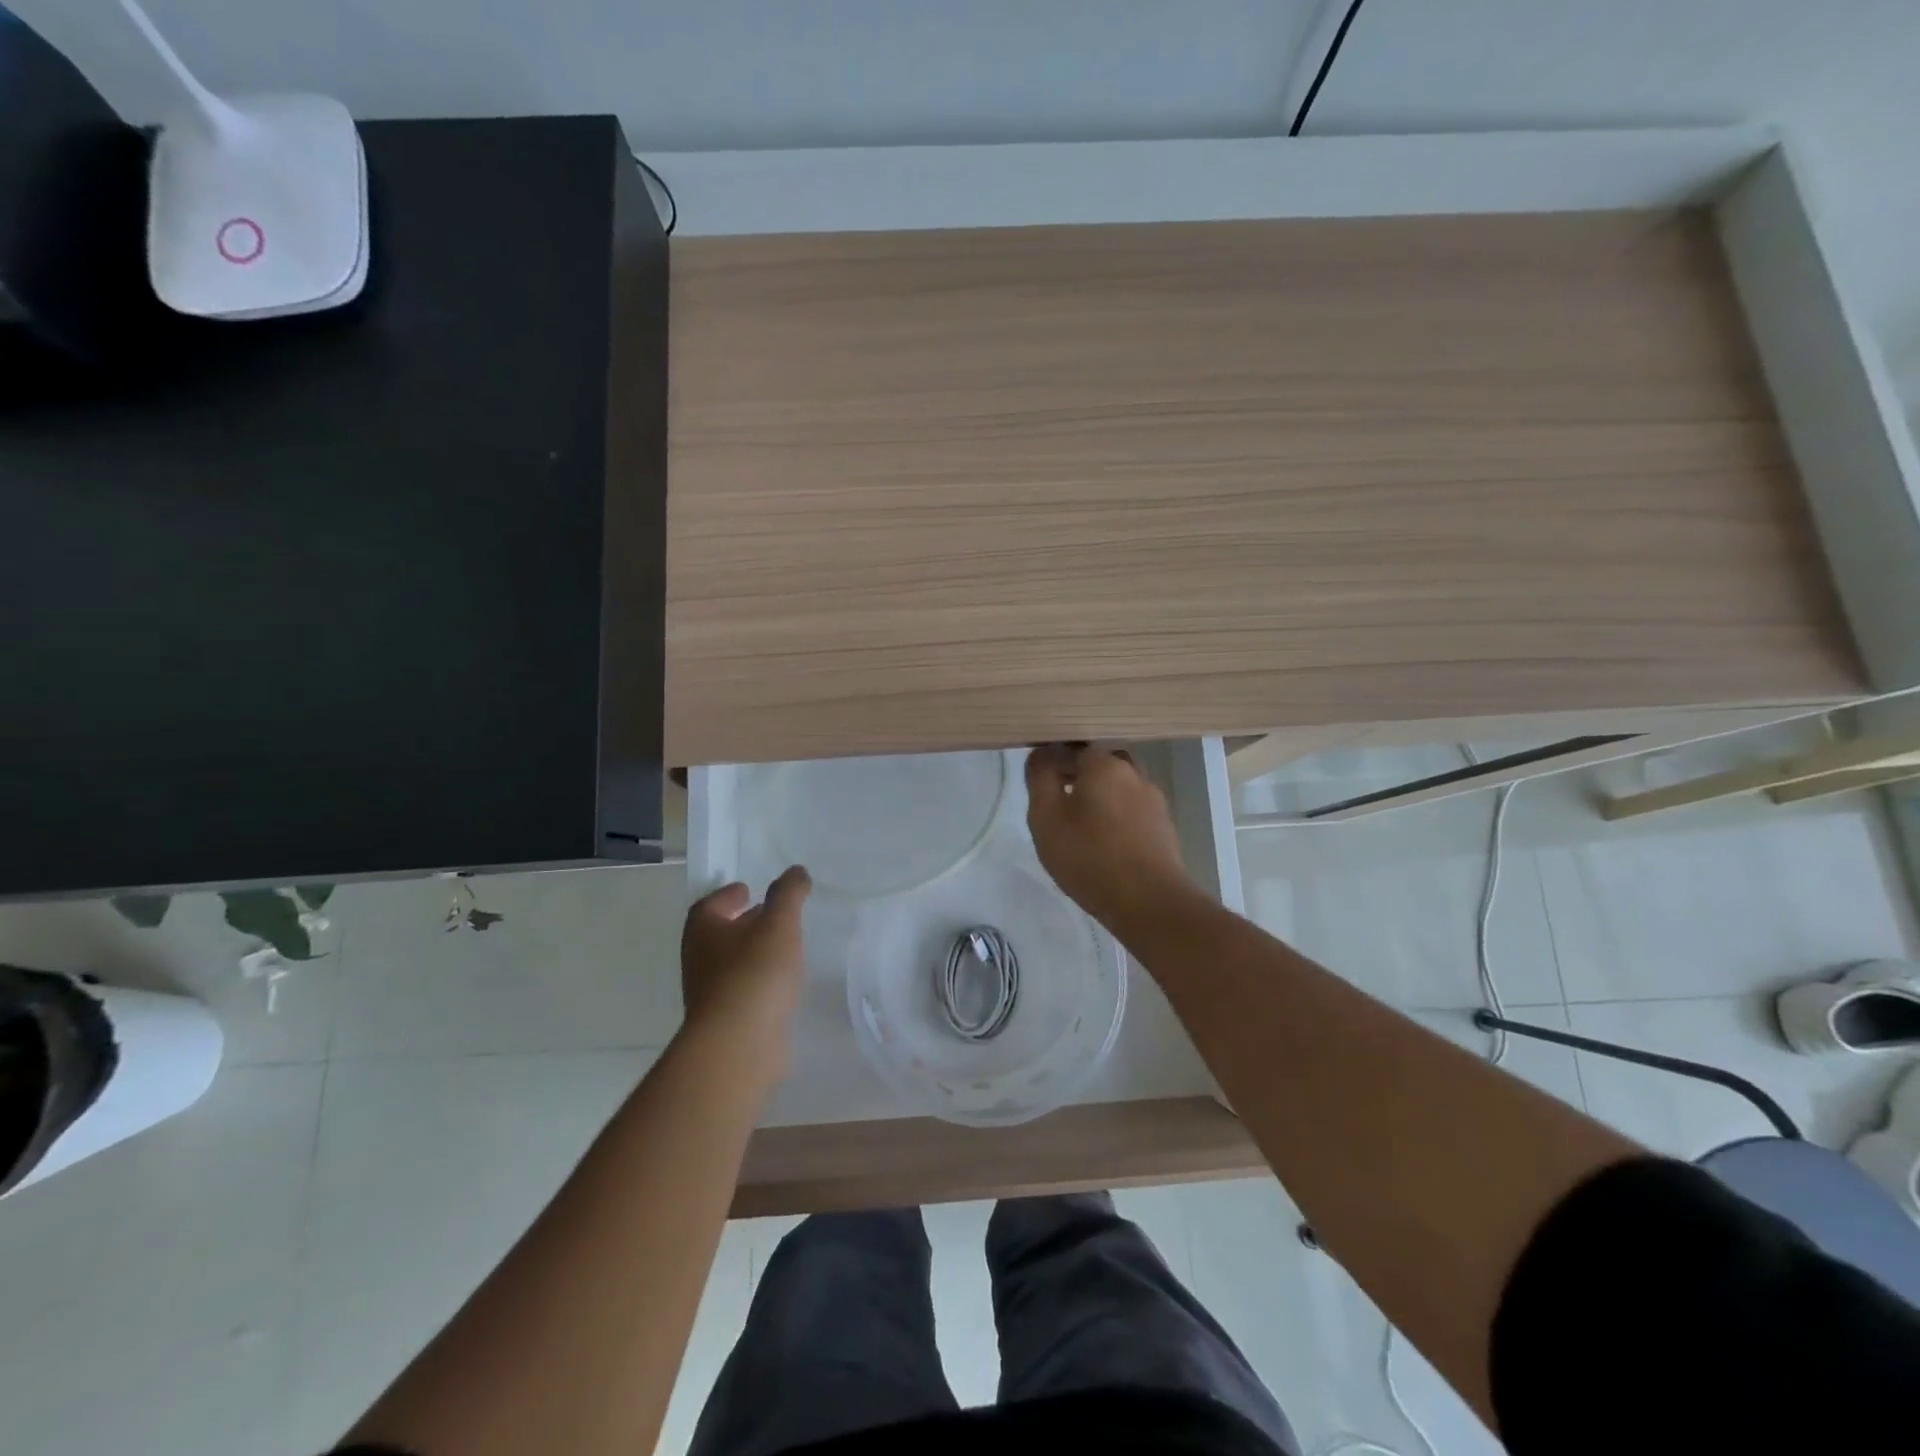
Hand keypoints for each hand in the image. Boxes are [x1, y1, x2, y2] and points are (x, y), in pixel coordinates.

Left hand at [679, 866, 810, 1080]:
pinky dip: (760, 981)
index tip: (747, 889)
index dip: (727, 895)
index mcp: (703, 932)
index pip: (709, 905)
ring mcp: (711, 995)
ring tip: (784, 946)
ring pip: (732, 964)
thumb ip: (788, 894)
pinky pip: (745, 991)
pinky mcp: (728, 1022)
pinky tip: (783, 982)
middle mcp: (700, 961)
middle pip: (718, 934)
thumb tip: (796, 871)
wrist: (738, 1046)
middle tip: (770, 914)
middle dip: (742, 922)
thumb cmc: (754, 973)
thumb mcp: (779, 923)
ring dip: (753, 952)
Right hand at [1025, 745, 1191, 932]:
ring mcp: (1154, 800)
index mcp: (1104, 764)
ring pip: (1119, 788)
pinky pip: (1133, 811)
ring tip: (1080, 828)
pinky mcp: (1164, 827)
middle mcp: (1134, 773)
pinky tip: (1105, 843)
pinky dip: (1117, 819)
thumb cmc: (1089, 855)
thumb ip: (1040, 779)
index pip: (1073, 749)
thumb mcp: (1046, 817)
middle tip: (1059, 807)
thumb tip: (1041, 754)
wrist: (1148, 901)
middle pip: (1100, 766)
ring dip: (1100, 800)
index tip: (1041, 788)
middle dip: (1079, 779)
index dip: (1054, 764)